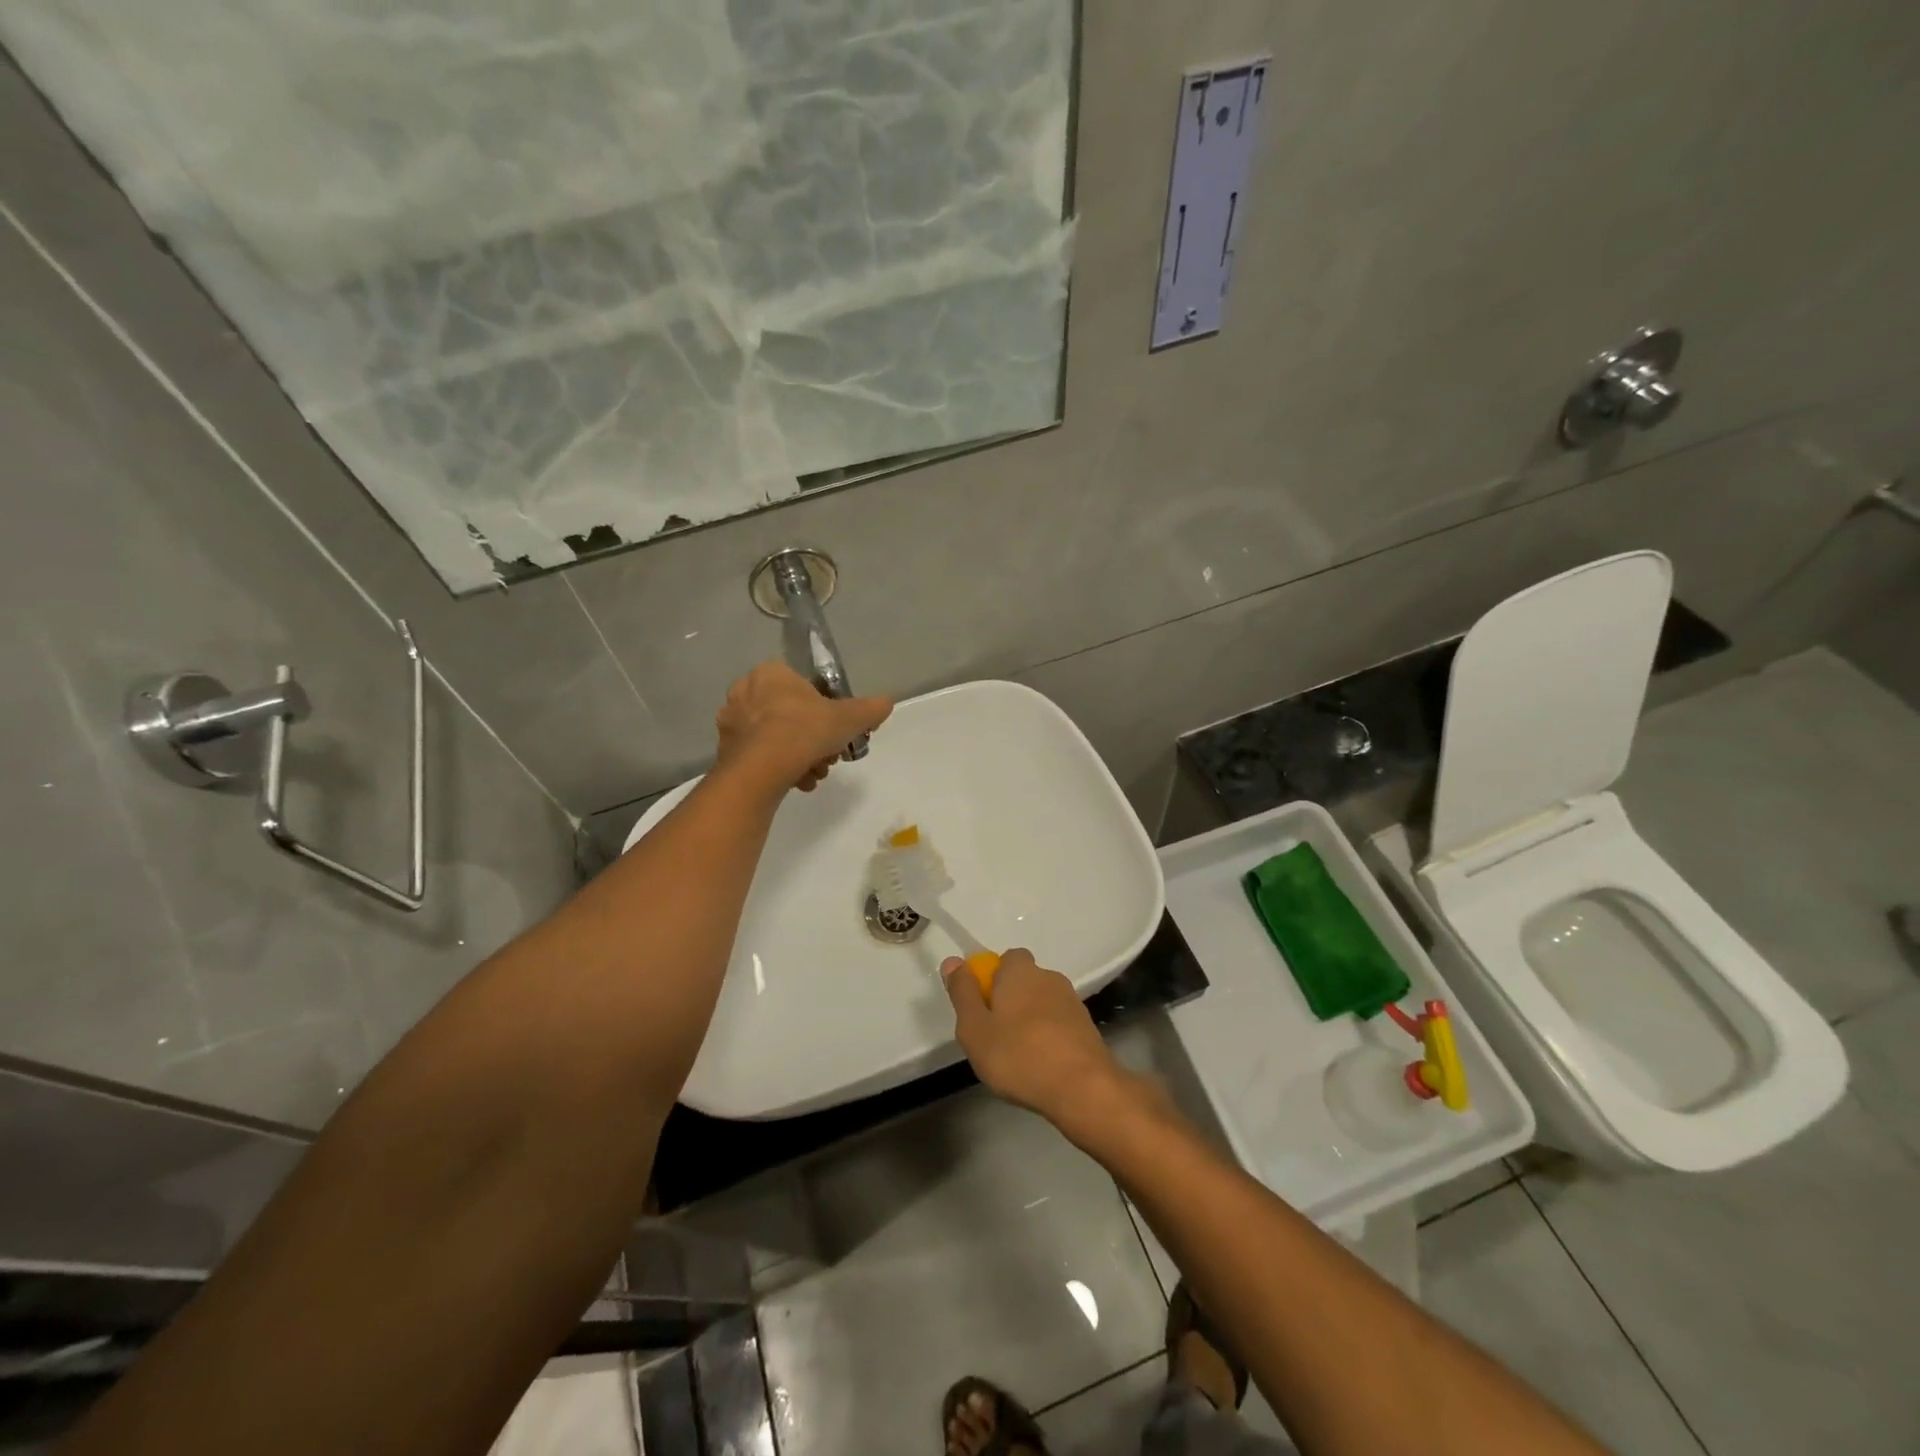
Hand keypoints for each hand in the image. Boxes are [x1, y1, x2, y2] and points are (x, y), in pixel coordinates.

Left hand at [714, 662, 892, 792]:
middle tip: (826, 757)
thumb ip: (869, 709)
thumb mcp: (849, 718)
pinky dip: (778, 768)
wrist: (761, 769)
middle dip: (811, 739)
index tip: (835, 733)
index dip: (824, 712)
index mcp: (770, 673)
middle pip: (789, 716)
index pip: (803, 688)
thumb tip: (886, 703)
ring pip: (775, 738)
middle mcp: (744, 691)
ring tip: (811, 775)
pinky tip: (794, 782)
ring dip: (797, 756)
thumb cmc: (804, 730)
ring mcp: (730, 722)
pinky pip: (759, 757)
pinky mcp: (724, 751)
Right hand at [942, 949, 1143, 1139]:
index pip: (1005, 959)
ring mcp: (1072, 1002)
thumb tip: (953, 961)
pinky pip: (1058, 1024)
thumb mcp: (975, 1029)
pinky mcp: (1087, 1027)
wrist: (1083, 1088)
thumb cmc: (1019, 1056)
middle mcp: (1049, 977)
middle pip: (1023, 981)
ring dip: (1029, 1021)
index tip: (981, 1009)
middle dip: (1009, 1002)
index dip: (991, 979)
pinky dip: (1048, 1038)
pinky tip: (1041, 1067)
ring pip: (1041, 1004)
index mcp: (1020, 971)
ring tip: (1018, 1057)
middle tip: (994, 1036)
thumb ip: (962, 993)